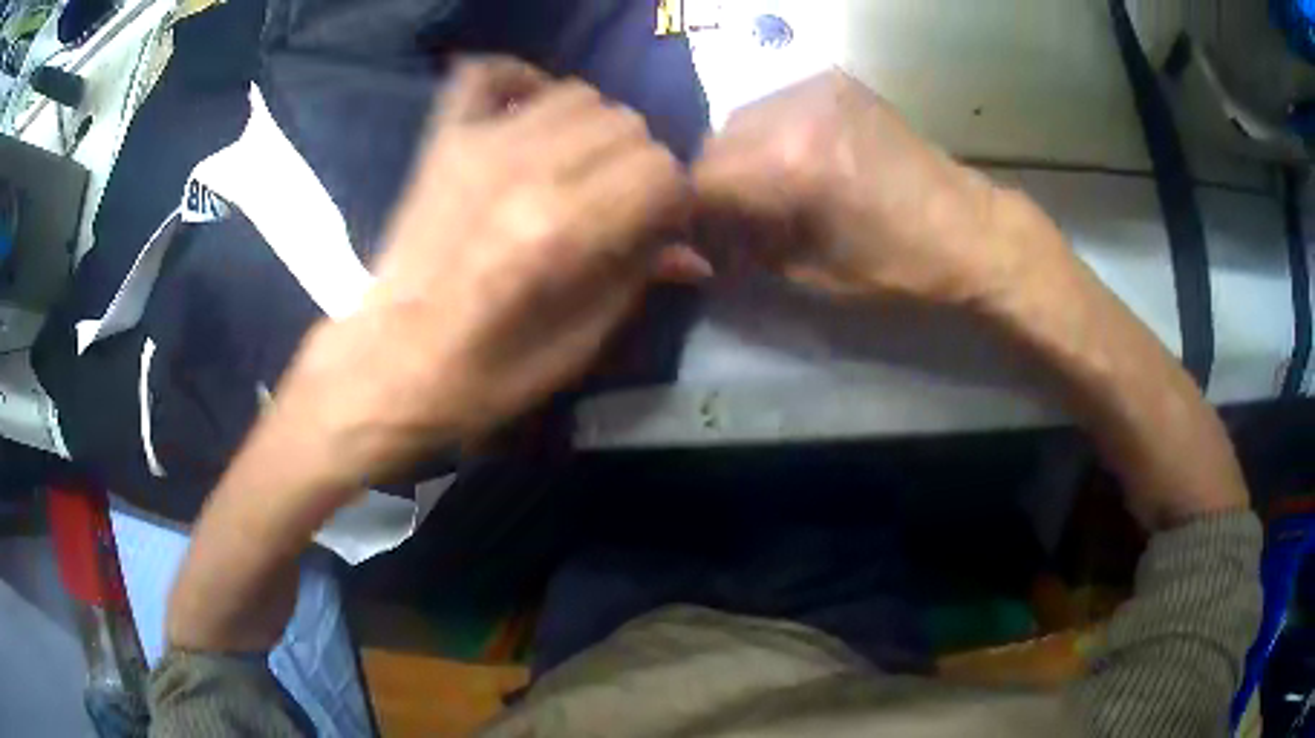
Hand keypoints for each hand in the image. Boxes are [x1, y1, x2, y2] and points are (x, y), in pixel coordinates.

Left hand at [274, 57, 703, 491]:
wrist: (390, 365)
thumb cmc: (486, 375)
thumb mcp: (577, 345)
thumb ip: (637, 280)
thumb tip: (690, 253)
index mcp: (564, 230)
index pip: (662, 171)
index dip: (675, 202)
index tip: (662, 228)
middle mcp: (527, 170)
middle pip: (627, 125)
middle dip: (641, 165)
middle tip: (622, 201)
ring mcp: (479, 144)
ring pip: (577, 93)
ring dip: (595, 127)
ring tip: (581, 165)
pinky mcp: (444, 141)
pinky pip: (487, 73)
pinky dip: (520, 78)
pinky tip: (531, 109)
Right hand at [694, 69, 1068, 308]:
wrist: (967, 226)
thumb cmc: (898, 263)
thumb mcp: (812, 270)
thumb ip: (748, 247)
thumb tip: (706, 243)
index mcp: (792, 165)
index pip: (704, 178)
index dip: (694, 212)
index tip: (703, 236)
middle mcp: (796, 112)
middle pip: (716, 141)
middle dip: (716, 182)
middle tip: (733, 214)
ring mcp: (817, 89)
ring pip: (742, 118)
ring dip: (741, 154)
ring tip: (766, 185)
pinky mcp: (836, 83)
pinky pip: (776, 106)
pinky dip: (770, 133)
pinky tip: (793, 158)